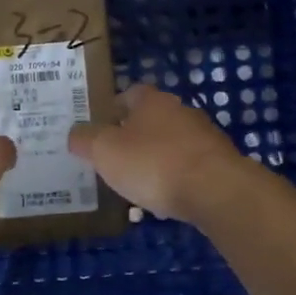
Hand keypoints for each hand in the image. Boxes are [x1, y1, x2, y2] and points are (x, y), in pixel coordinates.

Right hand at [68, 83, 248, 222]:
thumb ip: (86, 140)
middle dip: (135, 137)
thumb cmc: (153, 163)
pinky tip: (166, 200)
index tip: (100, 129)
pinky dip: (176, 179)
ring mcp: (205, 136)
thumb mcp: (105, 152)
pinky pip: (189, 168)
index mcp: (152, 101)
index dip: (113, 109)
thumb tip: (75, 134)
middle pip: (152, 119)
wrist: (216, 190)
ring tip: (138, 185)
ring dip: (156, 160)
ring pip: (172, 144)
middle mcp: (181, 111)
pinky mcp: (220, 163)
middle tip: (115, 159)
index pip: (130, 94)